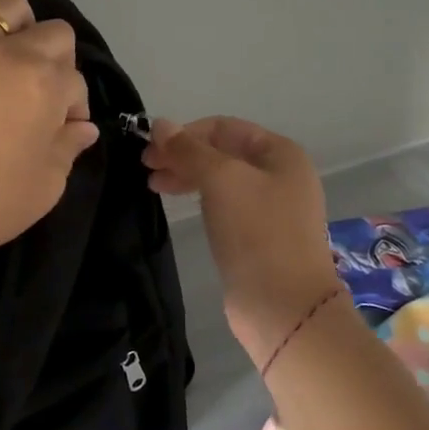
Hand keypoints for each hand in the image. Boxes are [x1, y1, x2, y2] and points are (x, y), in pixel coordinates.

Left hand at [0, 0, 99, 263]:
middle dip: (59, 60)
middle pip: (54, 33)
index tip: (62, 130)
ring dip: (19, 23)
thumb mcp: (47, 185)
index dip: (74, 106)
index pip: (75, 81)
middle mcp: (11, 54)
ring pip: (5, 4)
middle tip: (40, 92)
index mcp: (47, 85)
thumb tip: (83, 127)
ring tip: (9, 53)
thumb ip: (69, 148)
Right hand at [142, 117, 343, 366]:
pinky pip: (224, 204)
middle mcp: (280, 174)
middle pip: (222, 152)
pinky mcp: (258, 235)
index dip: (185, 132)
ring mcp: (271, 207)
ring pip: (221, 179)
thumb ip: (188, 149)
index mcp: (280, 153)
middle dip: (182, 154)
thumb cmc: (256, 232)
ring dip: (186, 175)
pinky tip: (179, 204)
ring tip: (154, 185)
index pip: (224, 127)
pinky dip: (199, 198)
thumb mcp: (221, 180)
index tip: (149, 149)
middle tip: (145, 168)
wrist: (283, 306)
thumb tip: (159, 123)